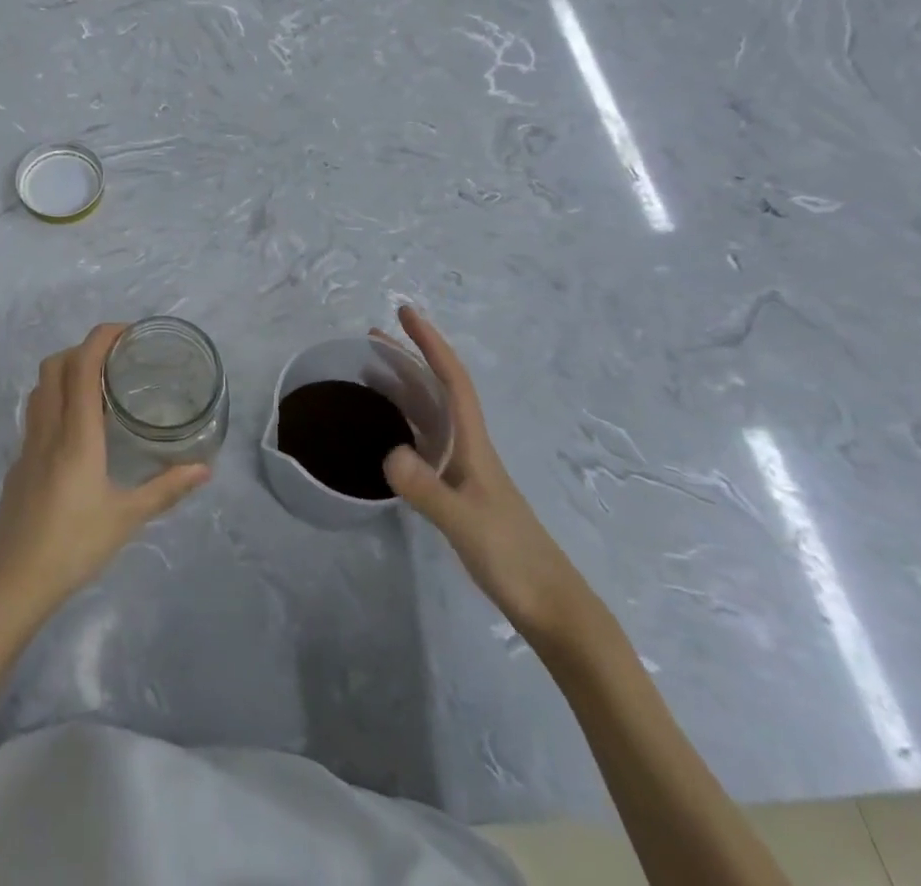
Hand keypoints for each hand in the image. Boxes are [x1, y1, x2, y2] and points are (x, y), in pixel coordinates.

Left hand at [0, 324, 210, 629]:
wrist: (13, 579)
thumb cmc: (74, 545)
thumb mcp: (127, 517)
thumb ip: (166, 489)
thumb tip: (205, 469)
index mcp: (77, 434)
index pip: (82, 366)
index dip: (101, 338)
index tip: (126, 331)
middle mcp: (49, 428)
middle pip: (55, 365)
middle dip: (83, 349)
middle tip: (116, 359)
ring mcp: (28, 444)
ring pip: (41, 387)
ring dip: (65, 371)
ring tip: (97, 386)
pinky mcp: (19, 462)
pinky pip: (36, 413)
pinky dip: (56, 400)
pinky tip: (77, 429)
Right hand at [376, 306, 589, 645]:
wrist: (552, 607)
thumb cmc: (513, 559)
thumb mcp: (465, 523)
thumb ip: (427, 490)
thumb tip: (388, 452)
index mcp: (474, 444)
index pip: (452, 381)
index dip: (430, 344)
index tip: (405, 313)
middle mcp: (468, 448)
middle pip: (437, 390)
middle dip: (409, 358)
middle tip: (372, 337)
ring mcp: (464, 470)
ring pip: (430, 415)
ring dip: (404, 388)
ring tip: (369, 374)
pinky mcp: (457, 492)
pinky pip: (424, 442)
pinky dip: (403, 424)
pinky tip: (385, 433)